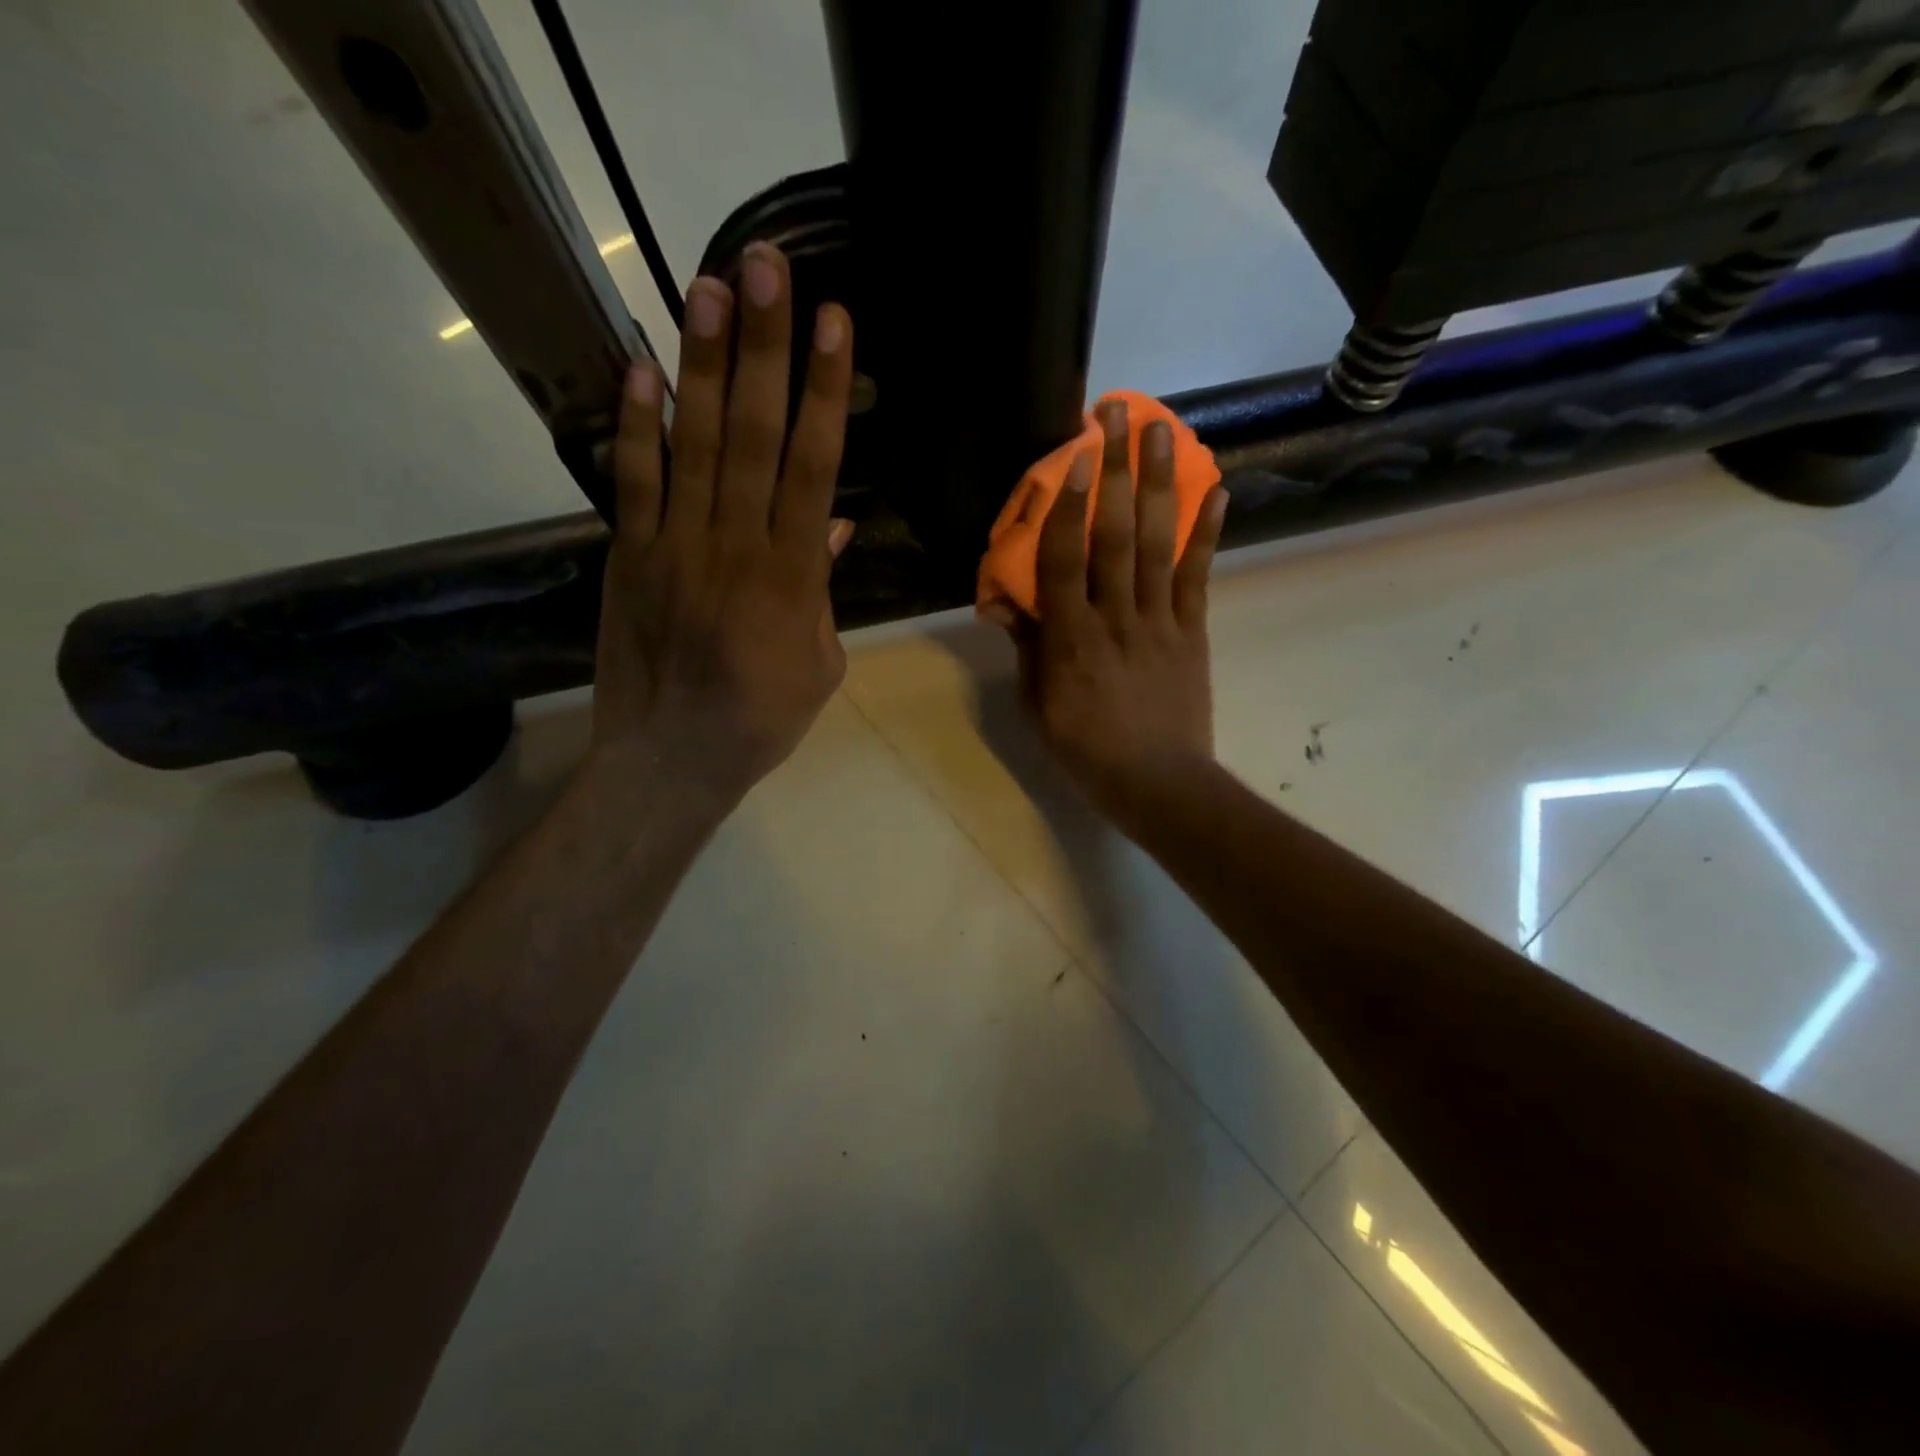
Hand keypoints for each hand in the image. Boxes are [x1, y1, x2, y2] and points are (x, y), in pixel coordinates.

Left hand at [589, 242, 854, 805]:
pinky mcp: (631, 556)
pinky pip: (633, 481)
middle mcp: (735, 544)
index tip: (834, 323)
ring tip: (707, 285)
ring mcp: (676, 545)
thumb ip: (826, 589)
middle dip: (764, 347)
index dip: (826, 391)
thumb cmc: (763, 718)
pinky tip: (640, 366)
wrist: (673, 758)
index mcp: (793, 575)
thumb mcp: (821, 663)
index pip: (814, 465)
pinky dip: (636, 425)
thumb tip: (837, 525)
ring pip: (696, 443)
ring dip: (704, 363)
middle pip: (755, 434)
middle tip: (765, 267)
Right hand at [987, 399, 1226, 835]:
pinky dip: (1207, 532)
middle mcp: (1116, 617)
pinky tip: (1216, 489)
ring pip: (1159, 544)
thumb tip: (1005, 602)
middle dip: (1117, 471)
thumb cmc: (1085, 749)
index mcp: (1071, 639)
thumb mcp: (1037, 704)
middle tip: (1118, 415)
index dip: (1069, 505)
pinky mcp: (1192, 631)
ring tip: (1162, 431)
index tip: (1077, 456)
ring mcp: (1160, 621)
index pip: (1065, 560)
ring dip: (1160, 484)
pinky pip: (1198, 576)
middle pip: (1116, 535)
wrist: (1157, 783)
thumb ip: (1026, 648)